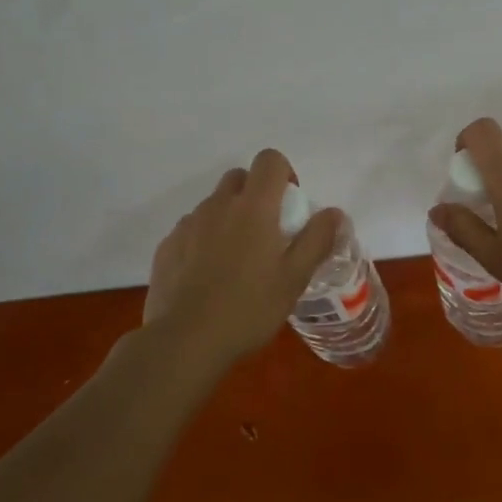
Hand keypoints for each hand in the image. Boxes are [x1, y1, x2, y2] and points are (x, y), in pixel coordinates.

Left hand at [141, 149, 342, 361]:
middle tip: (266, 234)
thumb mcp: (295, 277)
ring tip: (236, 262)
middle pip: (239, 178)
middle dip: (255, 194)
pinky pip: (192, 230)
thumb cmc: (249, 307)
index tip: (289, 206)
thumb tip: (334, 213)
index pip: (269, 160)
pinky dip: (204, 241)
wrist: (184, 341)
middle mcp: (218, 206)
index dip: (283, 173)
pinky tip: (208, 277)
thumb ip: (317, 239)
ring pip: (213, 205)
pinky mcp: (167, 246)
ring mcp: (188, 225)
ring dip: (229, 219)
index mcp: (253, 207)